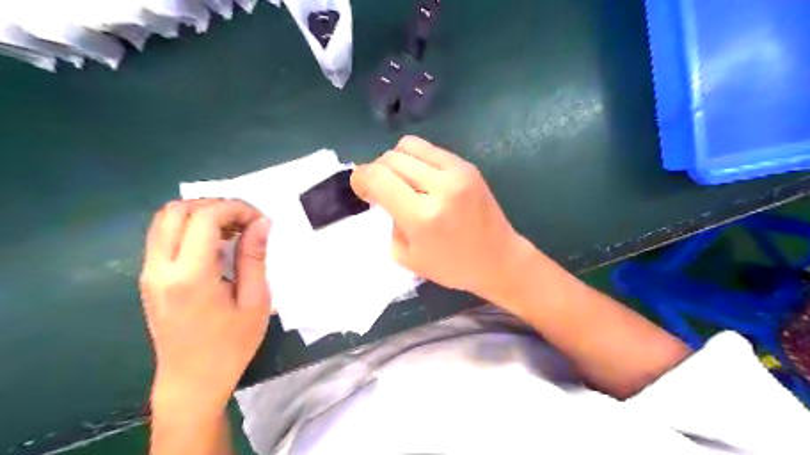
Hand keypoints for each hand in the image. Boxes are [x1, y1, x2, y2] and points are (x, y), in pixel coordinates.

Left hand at [141, 200, 270, 414]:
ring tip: (233, 230)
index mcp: (189, 276)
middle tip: (245, 221)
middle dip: (215, 205)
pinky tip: (216, 244)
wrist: (192, 381)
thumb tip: (261, 223)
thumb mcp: (254, 301)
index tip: (260, 220)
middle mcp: (160, 268)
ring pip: (164, 220)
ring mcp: (149, 273)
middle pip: (176, 210)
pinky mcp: (149, 279)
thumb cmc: (231, 345)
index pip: (204, 217)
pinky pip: (163, 237)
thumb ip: (254, 258)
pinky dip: (190, 228)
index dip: (235, 208)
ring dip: (201, 214)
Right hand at [350, 135, 531, 298]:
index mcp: (421, 216)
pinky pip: (429, 149)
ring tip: (402, 181)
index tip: (362, 190)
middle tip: (382, 190)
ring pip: (408, 146)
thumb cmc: (451, 266)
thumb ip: (389, 221)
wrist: (497, 258)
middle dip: (377, 172)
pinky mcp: (467, 165)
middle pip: (390, 159)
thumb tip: (383, 195)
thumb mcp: (407, 257)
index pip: (377, 177)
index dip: (360, 179)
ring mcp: (456, 171)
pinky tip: (422, 178)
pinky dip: (416, 159)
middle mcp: (439, 187)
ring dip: (395, 161)